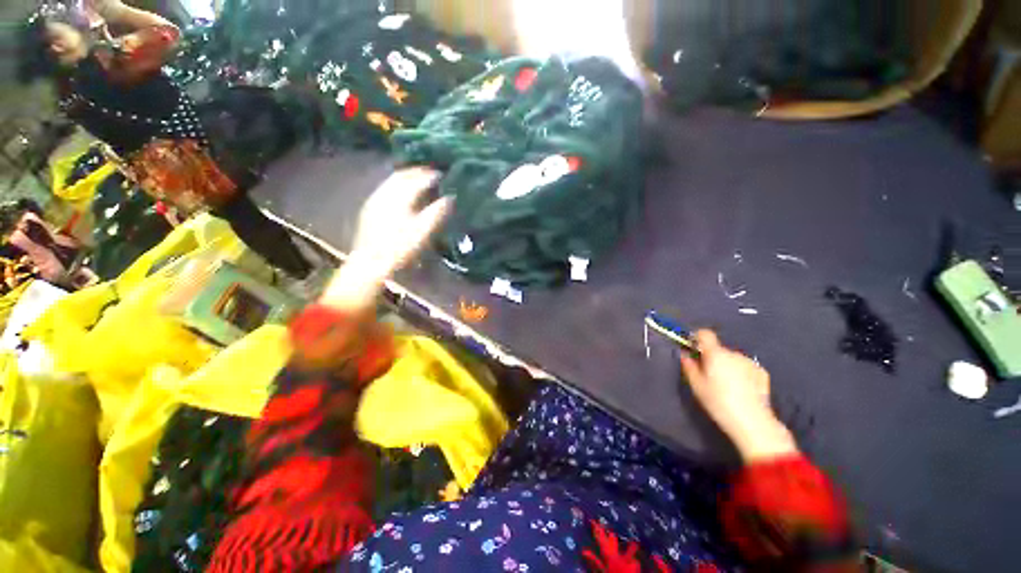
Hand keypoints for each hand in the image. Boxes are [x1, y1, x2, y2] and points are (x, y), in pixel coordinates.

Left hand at [320, 167, 450, 310]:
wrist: (370, 261)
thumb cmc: (400, 247)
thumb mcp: (423, 231)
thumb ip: (437, 212)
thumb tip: (450, 197)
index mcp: (401, 196)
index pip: (420, 179)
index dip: (433, 176)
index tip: (445, 176)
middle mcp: (387, 192)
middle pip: (404, 174)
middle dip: (419, 172)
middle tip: (433, 174)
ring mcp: (376, 198)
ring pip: (393, 180)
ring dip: (407, 176)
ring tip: (419, 179)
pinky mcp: (370, 207)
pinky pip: (386, 188)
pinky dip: (397, 185)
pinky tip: (402, 192)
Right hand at [680, 330, 797, 462]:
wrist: (752, 421)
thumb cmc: (718, 401)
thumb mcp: (696, 385)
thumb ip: (689, 366)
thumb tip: (685, 354)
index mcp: (715, 354)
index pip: (705, 334)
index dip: (697, 338)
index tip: (693, 348)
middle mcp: (734, 354)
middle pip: (718, 349)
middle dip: (712, 358)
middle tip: (709, 375)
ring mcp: (750, 362)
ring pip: (732, 359)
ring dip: (727, 366)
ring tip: (727, 385)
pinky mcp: (762, 373)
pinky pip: (745, 367)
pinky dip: (741, 373)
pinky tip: (741, 389)